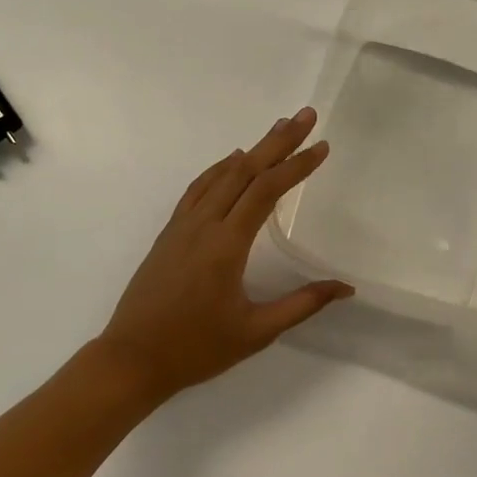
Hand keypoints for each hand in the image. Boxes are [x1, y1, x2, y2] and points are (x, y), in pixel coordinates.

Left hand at [96, 108, 352, 402]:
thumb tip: (345, 287)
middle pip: (246, 170)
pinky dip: (219, 168)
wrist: (131, 359)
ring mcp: (183, 224)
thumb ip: (302, 304)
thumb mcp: (256, 332)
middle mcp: (204, 224)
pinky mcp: (169, 232)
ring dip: (252, 149)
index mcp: (227, 244)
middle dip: (279, 141)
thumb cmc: (196, 349)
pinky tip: (231, 161)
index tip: (322, 147)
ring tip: (278, 129)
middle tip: (306, 116)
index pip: (267, 190)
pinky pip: (198, 188)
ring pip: (221, 174)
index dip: (297, 165)